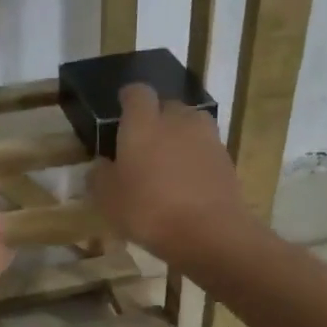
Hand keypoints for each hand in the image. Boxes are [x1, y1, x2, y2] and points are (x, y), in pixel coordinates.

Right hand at [89, 84, 251, 263]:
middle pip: (167, 106)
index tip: (122, 109)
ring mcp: (207, 138)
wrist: (209, 233)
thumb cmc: (148, 211)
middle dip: (156, 119)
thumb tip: (101, 165)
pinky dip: (196, 159)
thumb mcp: (108, 199)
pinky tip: (188, 184)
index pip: (137, 93)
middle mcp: (177, 120)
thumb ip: (100, 176)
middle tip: (144, 144)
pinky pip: (205, 150)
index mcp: (143, 123)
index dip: (129, 99)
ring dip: (179, 138)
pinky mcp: (226, 159)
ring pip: (190, 126)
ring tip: (168, 164)